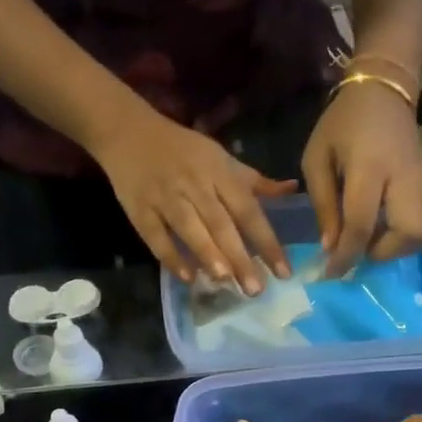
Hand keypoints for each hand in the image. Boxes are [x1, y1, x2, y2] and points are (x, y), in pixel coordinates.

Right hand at [93, 107, 295, 292]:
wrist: (128, 132)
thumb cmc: (183, 150)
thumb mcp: (222, 159)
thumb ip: (255, 181)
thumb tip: (293, 189)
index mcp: (219, 173)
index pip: (248, 211)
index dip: (267, 241)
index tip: (283, 272)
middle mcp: (195, 185)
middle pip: (220, 223)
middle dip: (239, 256)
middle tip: (255, 289)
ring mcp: (165, 197)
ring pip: (189, 228)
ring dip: (207, 254)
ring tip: (225, 281)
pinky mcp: (139, 209)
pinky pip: (155, 236)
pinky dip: (170, 256)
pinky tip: (187, 277)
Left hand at [303, 80, 421, 275]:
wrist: (383, 91)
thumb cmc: (342, 124)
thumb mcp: (316, 158)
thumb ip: (323, 204)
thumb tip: (331, 247)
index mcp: (369, 169)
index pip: (361, 224)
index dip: (346, 256)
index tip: (331, 274)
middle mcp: (403, 178)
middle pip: (409, 232)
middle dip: (383, 252)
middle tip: (361, 247)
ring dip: (403, 247)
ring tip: (379, 240)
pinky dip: (416, 236)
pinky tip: (392, 229)